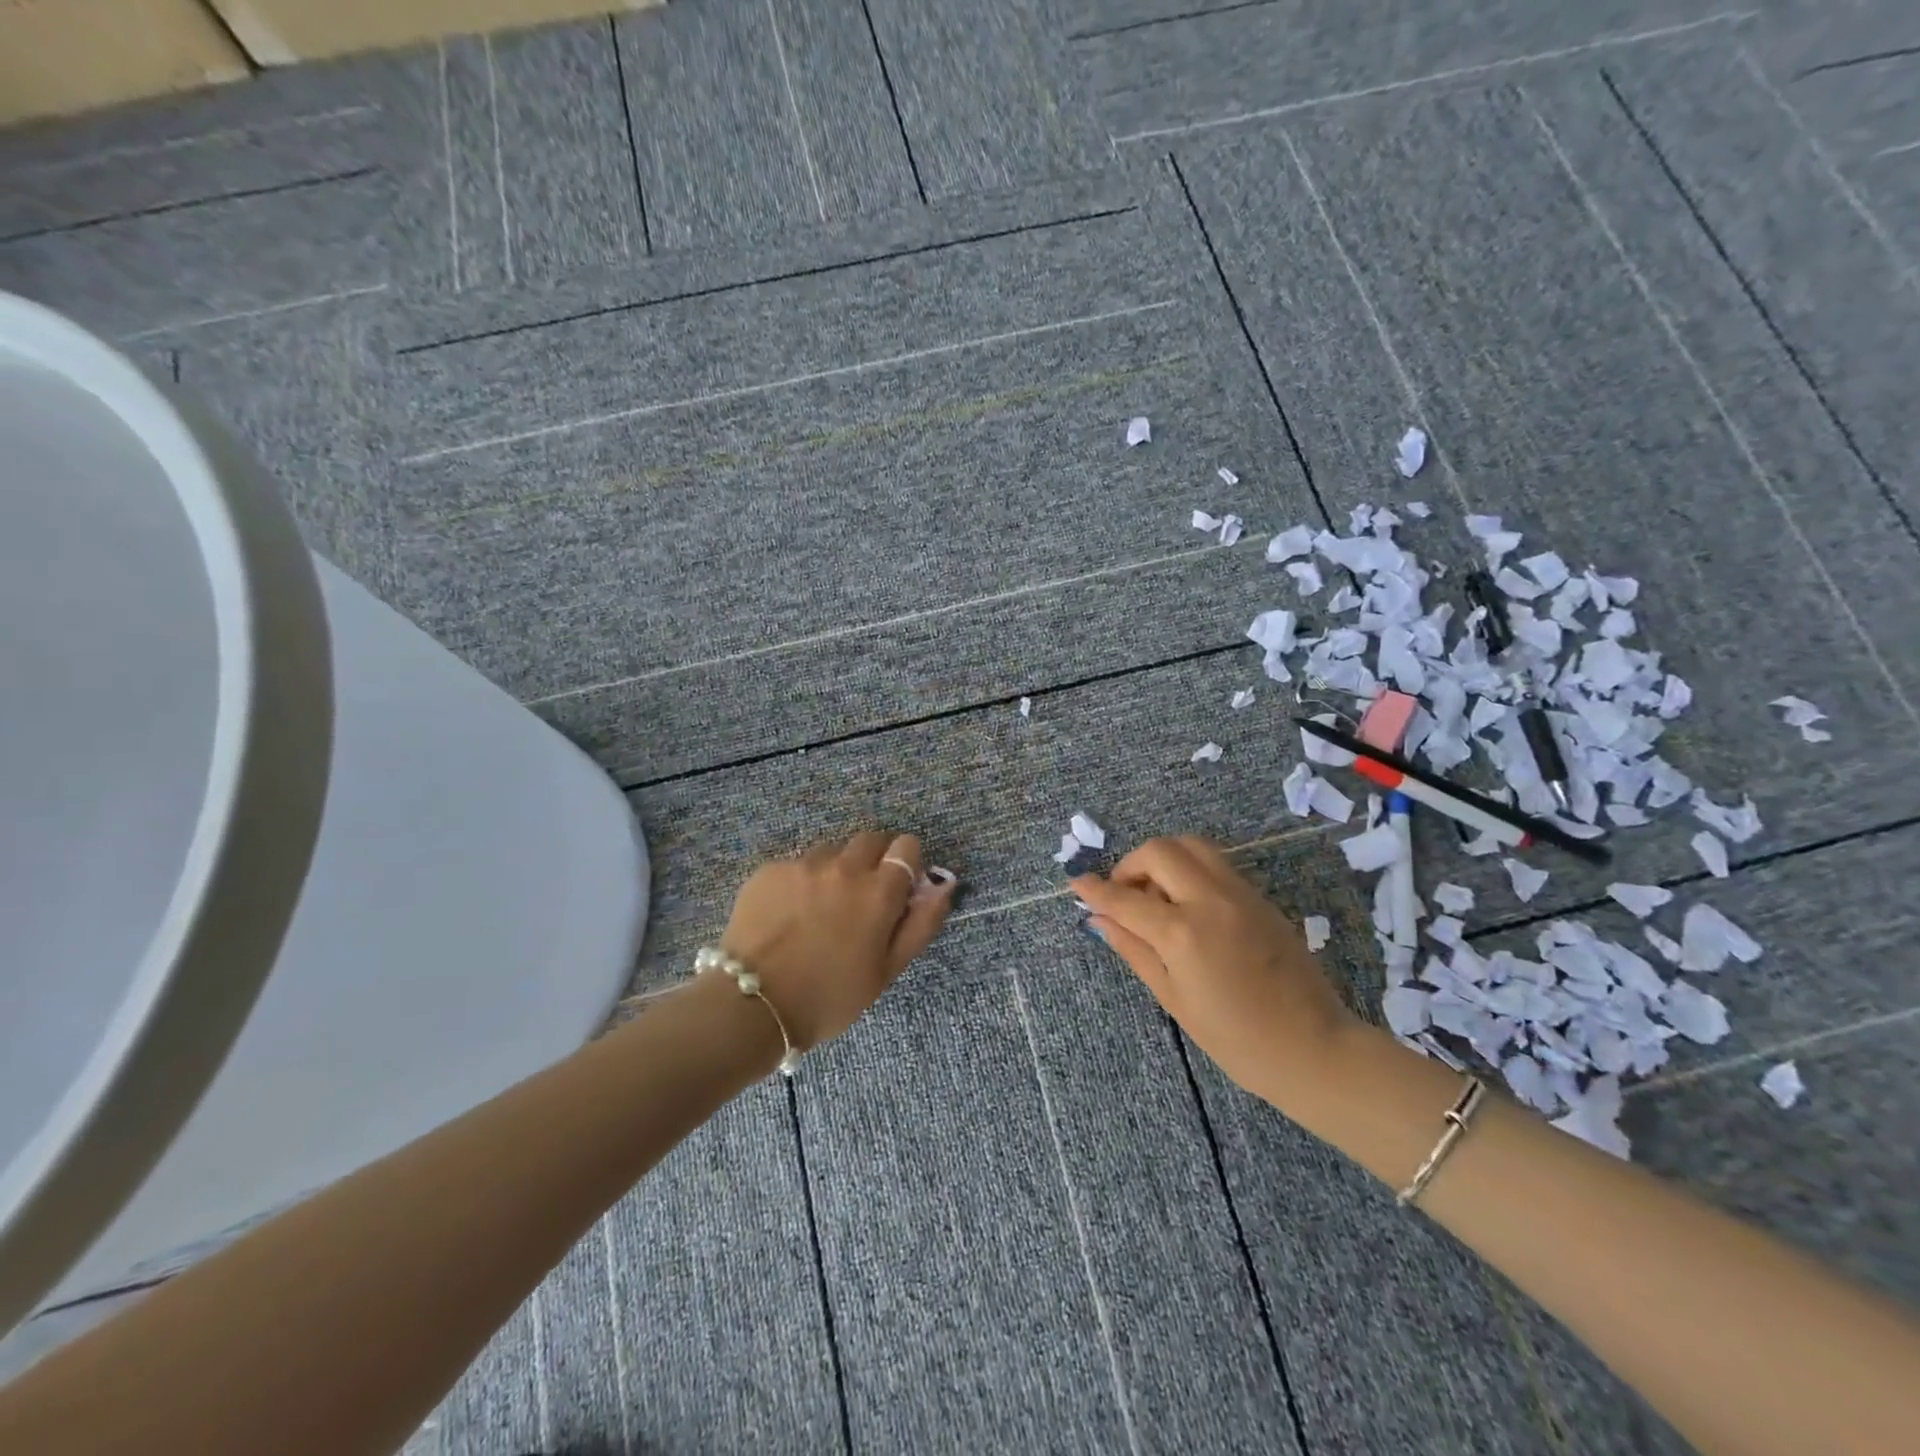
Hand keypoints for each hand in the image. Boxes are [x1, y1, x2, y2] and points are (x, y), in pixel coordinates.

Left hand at [721, 831, 956, 1049]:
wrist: (752, 1005)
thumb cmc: (830, 997)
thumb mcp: (887, 970)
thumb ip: (922, 923)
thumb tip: (945, 884)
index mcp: (879, 891)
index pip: (906, 847)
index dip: (906, 863)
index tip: (898, 887)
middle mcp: (844, 867)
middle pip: (870, 840)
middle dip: (874, 860)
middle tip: (861, 898)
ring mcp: (804, 865)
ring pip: (832, 851)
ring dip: (836, 869)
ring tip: (820, 908)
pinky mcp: (770, 870)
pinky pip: (796, 864)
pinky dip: (800, 881)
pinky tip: (788, 914)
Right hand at [1072, 836, 1357, 1106]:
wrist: (1312, 1047)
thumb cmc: (1235, 1038)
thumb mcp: (1173, 998)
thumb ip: (1133, 949)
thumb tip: (1099, 919)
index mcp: (1183, 933)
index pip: (1125, 897)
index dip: (1095, 889)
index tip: (1075, 882)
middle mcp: (1211, 900)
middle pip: (1159, 850)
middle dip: (1131, 864)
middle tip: (1124, 893)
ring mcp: (1240, 893)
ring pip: (1191, 845)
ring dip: (1163, 858)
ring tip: (1157, 893)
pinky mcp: (1259, 897)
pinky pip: (1216, 863)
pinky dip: (1190, 869)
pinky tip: (1187, 903)